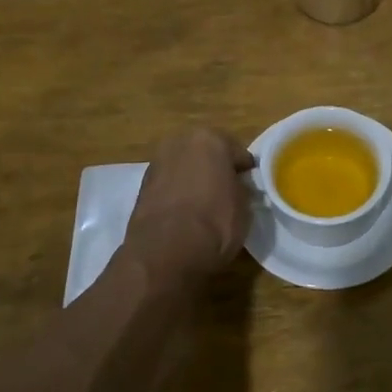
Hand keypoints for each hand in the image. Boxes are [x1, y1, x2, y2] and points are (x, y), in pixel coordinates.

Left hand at [123, 129, 255, 288]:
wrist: (165, 253)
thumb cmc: (214, 223)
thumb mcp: (244, 207)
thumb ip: (241, 188)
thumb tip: (237, 188)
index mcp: (210, 139)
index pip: (238, 153)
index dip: (245, 172)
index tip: (250, 188)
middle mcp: (180, 142)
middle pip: (207, 153)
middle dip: (216, 169)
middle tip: (227, 193)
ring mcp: (157, 162)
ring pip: (185, 167)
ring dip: (194, 179)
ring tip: (204, 206)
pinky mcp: (141, 185)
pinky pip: (169, 184)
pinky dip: (177, 193)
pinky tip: (185, 214)